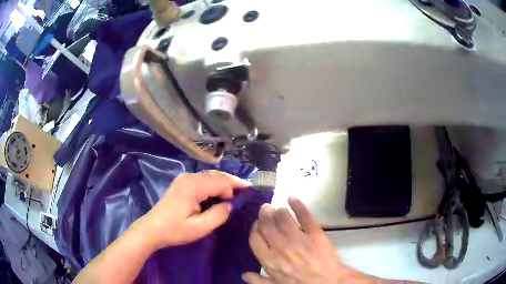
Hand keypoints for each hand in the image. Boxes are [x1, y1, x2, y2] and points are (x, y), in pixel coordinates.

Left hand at [134, 170, 250, 248]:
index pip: (221, 182)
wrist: (152, 229)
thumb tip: (229, 204)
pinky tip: (219, 192)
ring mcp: (184, 178)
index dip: (234, 190)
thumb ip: (218, 215)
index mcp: (193, 186)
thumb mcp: (199, 228)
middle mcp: (189, 177)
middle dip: (232, 182)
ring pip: (210, 175)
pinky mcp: (182, 183)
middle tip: (247, 189)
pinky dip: (214, 184)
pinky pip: (203, 179)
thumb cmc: (175, 230)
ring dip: (223, 182)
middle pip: (216, 175)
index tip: (245, 198)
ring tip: (236, 191)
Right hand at [243, 198, 378, 283]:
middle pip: (267, 224)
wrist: (328, 282)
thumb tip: (244, 274)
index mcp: (269, 260)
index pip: (255, 238)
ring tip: (279, 209)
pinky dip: (297, 204)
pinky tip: (292, 198)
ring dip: (278, 210)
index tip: (257, 224)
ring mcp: (298, 237)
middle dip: (264, 214)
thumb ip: (258, 281)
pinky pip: (304, 215)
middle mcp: (280, 246)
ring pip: (283, 217)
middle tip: (265, 209)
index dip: (255, 229)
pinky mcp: (314, 232)